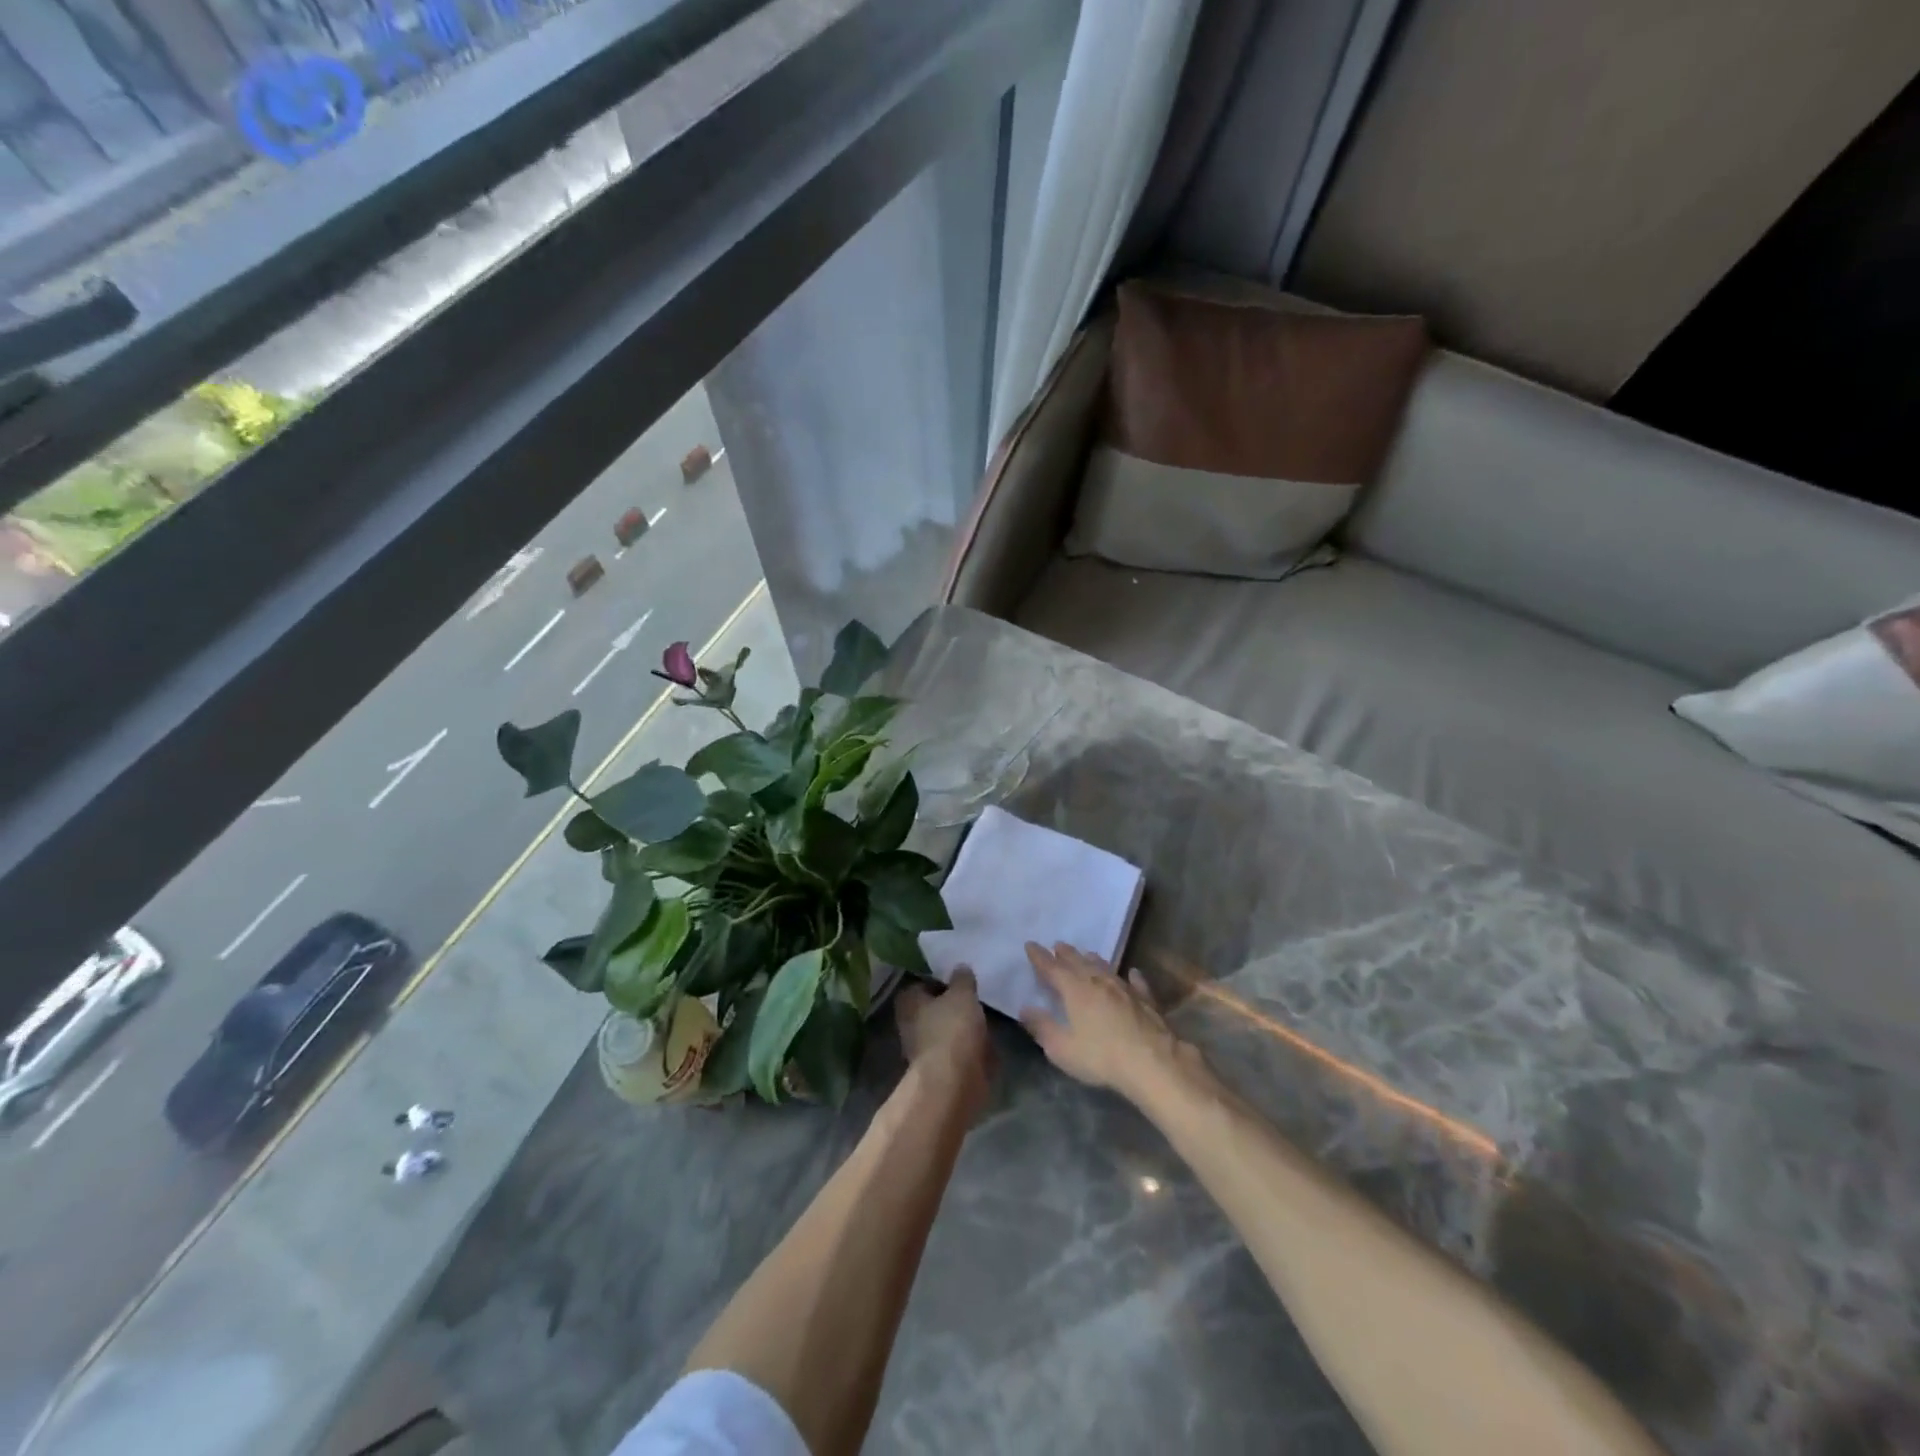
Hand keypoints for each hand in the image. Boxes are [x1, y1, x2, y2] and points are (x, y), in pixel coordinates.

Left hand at [896, 969, 993, 1104]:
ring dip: (964, 1028)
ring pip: (947, 1031)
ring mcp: (924, 1050)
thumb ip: (962, 979)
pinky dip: (971, 1049)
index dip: (940, 979)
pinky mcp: (941, 1070)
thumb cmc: (952, 1029)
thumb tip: (960, 968)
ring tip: (988, 1017)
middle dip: (954, 1005)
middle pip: (934, 1008)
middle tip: (977, 996)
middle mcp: (910, 1025)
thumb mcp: (962, 993)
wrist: (954, 1083)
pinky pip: (959, 1052)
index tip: (961, 978)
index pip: (921, 983)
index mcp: (908, 1002)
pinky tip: (989, 1043)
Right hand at [1020, 942, 1188, 1103]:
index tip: (1030, 945)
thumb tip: (1024, 1009)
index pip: (1052, 968)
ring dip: (1093, 960)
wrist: (1152, 1062)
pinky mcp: (1146, 1000)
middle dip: (1065, 953)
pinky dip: (1131, 977)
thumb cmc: (1101, 1056)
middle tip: (1057, 944)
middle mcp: (1099, 982)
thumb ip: (1042, 1027)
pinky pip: (1136, 983)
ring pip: (1105, 968)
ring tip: (1086, 954)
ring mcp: (1125, 989)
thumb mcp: (1062, 1048)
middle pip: (1078, 962)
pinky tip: (1132, 973)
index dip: (1039, 957)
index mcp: (1075, 989)